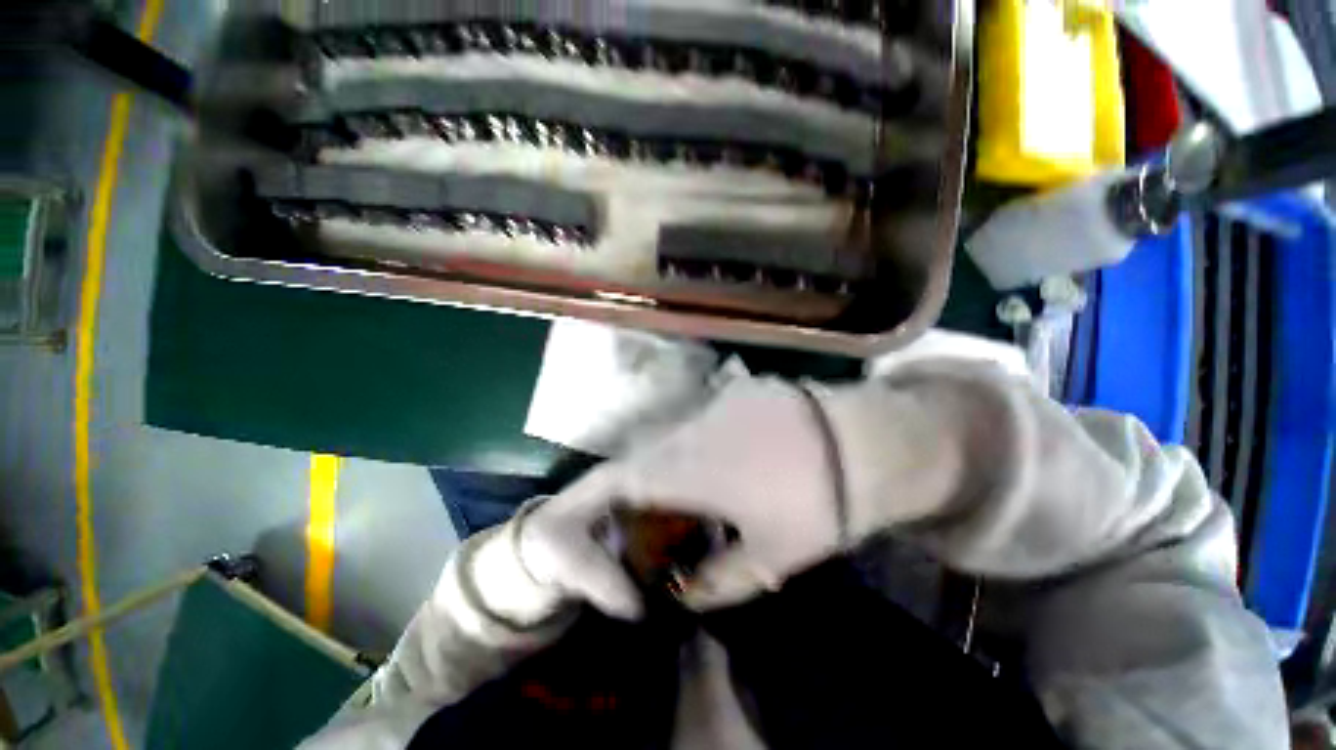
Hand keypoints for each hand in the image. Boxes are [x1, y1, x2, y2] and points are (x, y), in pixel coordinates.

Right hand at [542, 378, 845, 610]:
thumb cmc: (815, 502)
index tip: (578, 524)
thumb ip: (721, 581)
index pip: (613, 480)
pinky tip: (735, 468)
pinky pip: (704, 425)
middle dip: (638, 496)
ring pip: (674, 441)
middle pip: (642, 460)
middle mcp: (687, 428)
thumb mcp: (770, 556)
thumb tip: (688, 594)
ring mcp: (713, 403)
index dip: (584, 502)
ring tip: (699, 502)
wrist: (868, 440)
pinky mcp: (738, 393)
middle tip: (654, 528)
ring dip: (675, 473)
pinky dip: (704, 451)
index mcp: (683, 467)